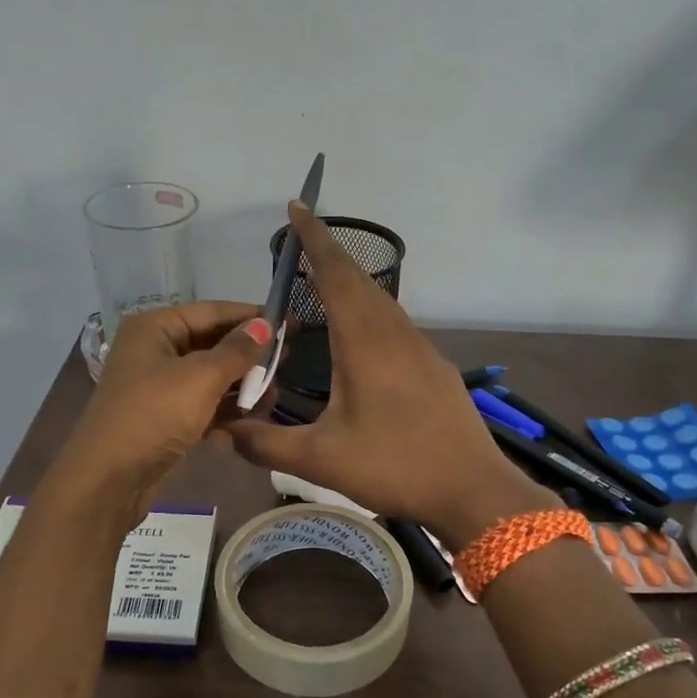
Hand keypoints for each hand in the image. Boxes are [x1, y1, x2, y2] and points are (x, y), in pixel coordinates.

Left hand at [48, 301, 273, 524]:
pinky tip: (252, 418)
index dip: (253, 317)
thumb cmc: (153, 415)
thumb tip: (265, 325)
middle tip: (288, 360)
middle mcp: (154, 350)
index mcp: (155, 328)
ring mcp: (158, 385)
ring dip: (241, 385)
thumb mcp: (200, 378)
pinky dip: (225, 409)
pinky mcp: (164, 417)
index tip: (291, 323)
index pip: (212, 312)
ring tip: (274, 395)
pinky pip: (202, 403)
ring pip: (210, 376)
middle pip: (212, 343)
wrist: (108, 480)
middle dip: (249, 354)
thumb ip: (237, 351)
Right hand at [225, 205, 553, 549]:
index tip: (297, 208)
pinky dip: (370, 308)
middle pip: (359, 280)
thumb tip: (223, 431)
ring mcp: (420, 348)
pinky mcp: (434, 366)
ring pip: (380, 300)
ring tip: (323, 281)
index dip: (315, 240)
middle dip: (329, 254)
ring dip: (351, 281)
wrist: (473, 489)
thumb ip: (266, 444)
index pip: (335, 275)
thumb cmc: (395, 466)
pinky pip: (395, 322)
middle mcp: (393, 333)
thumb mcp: (320, 460)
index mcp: (364, 342)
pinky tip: (360, 333)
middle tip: (300, 242)